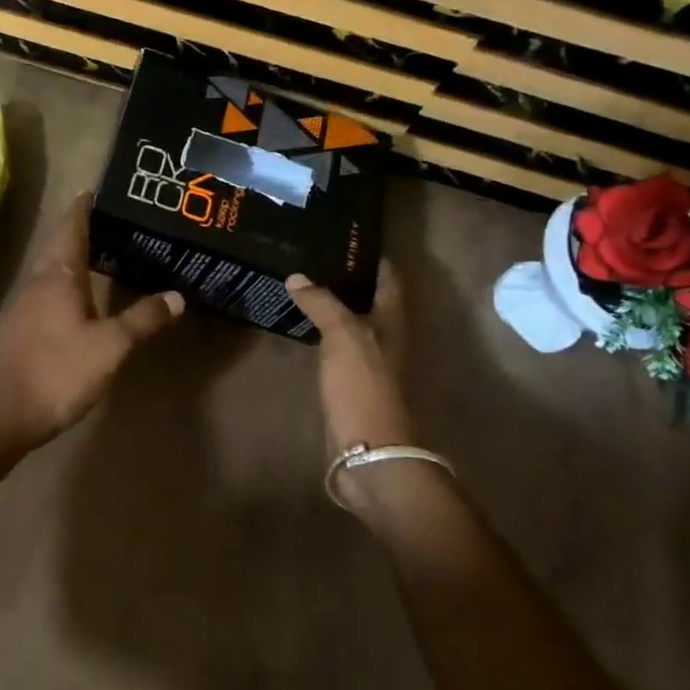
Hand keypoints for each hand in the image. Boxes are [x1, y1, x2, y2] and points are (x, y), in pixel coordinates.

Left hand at [0, 194, 182, 465]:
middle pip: (57, 245)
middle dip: (80, 230)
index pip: (70, 226)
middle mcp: (35, 282)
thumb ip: (143, 319)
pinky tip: (77, 302)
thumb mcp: (111, 347)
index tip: (96, 190)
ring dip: (71, 259)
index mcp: (58, 276)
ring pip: (49, 271)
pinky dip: (63, 286)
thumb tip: (177, 295)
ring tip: (101, 257)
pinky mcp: (15, 329)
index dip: (83, 207)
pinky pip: (43, 294)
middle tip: (110, 223)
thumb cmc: (57, 372)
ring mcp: (20, 306)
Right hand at [285, 263, 415, 465]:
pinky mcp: (350, 385)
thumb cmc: (363, 386)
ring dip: (332, 307)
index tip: (346, 238)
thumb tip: (297, 276)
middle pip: (370, 301)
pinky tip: (302, 328)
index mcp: (392, 322)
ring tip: (302, 286)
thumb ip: (322, 302)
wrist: (369, 451)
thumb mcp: (343, 335)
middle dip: (347, 280)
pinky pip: (336, 349)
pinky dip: (322, 334)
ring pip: (351, 325)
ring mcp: (368, 364)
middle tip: (314, 257)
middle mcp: (385, 339)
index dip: (372, 257)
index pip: (388, 279)